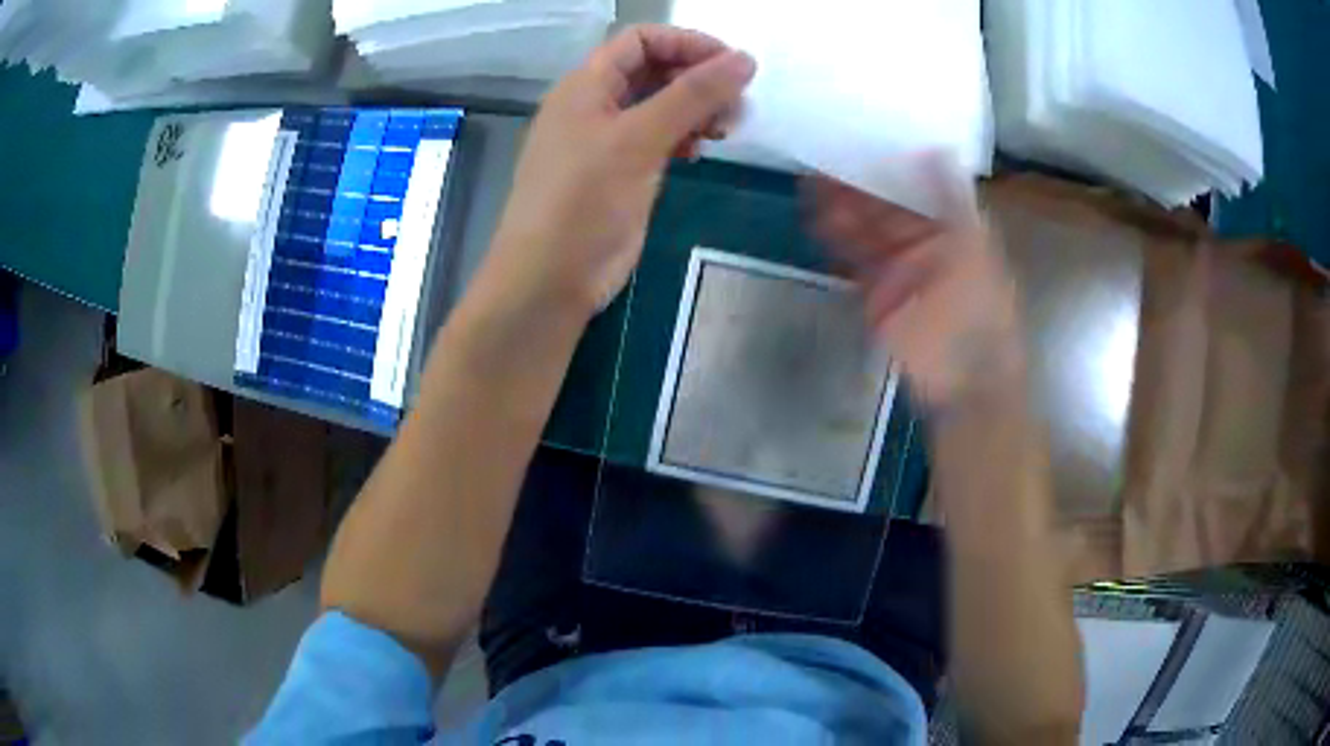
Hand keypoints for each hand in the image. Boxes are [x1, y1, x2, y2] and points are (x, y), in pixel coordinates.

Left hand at [486, 25, 756, 315]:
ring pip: (659, 105)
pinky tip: (700, 151)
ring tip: (725, 129)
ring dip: (695, 109)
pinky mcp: (620, 173)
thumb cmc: (584, 201)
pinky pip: (657, 139)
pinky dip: (683, 137)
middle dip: (698, 78)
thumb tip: (745, 60)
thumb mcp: (638, 139)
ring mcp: (606, 141)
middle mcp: (595, 105)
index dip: (687, 43)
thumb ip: (692, 95)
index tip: (733, 65)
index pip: (641, 40)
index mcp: (586, 84)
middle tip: (737, 105)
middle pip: (653, 70)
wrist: (549, 279)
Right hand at [812, 162, 1025, 409]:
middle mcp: (921, 242)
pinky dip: (835, 240)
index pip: (914, 187)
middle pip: (882, 205)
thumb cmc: (979, 309)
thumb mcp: (973, 247)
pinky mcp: (875, 295)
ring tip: (810, 180)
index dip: (888, 164)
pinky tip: (816, 219)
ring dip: (839, 207)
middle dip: (854, 182)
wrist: (966, 377)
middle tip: (822, 154)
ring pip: (863, 230)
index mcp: (949, 227)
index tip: (860, 140)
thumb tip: (938, 148)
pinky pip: (852, 260)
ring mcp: (896, 269)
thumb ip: (951, 199)